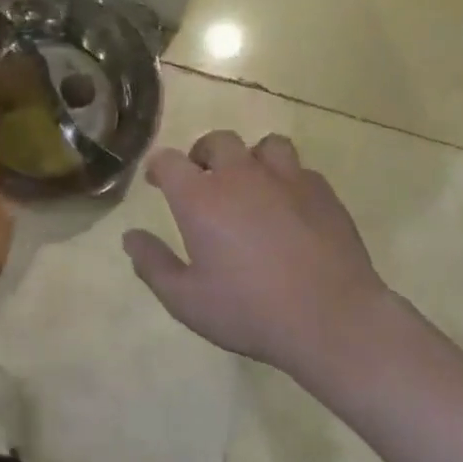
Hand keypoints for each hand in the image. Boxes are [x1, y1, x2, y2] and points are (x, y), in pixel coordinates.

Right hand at [122, 131, 393, 375]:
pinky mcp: (323, 192)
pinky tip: (290, 207)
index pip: (169, 160)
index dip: (159, 167)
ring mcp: (286, 179)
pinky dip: (288, 181)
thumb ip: (153, 264)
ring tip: (252, 185)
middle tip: (204, 181)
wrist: (332, 320)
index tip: (158, 182)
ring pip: (266, 146)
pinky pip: (301, 171)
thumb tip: (130, 237)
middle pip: (218, 141)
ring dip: (252, 159)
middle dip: (204, 155)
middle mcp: (241, 176)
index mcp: (201, 198)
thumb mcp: (186, 300)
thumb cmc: (250, 311)